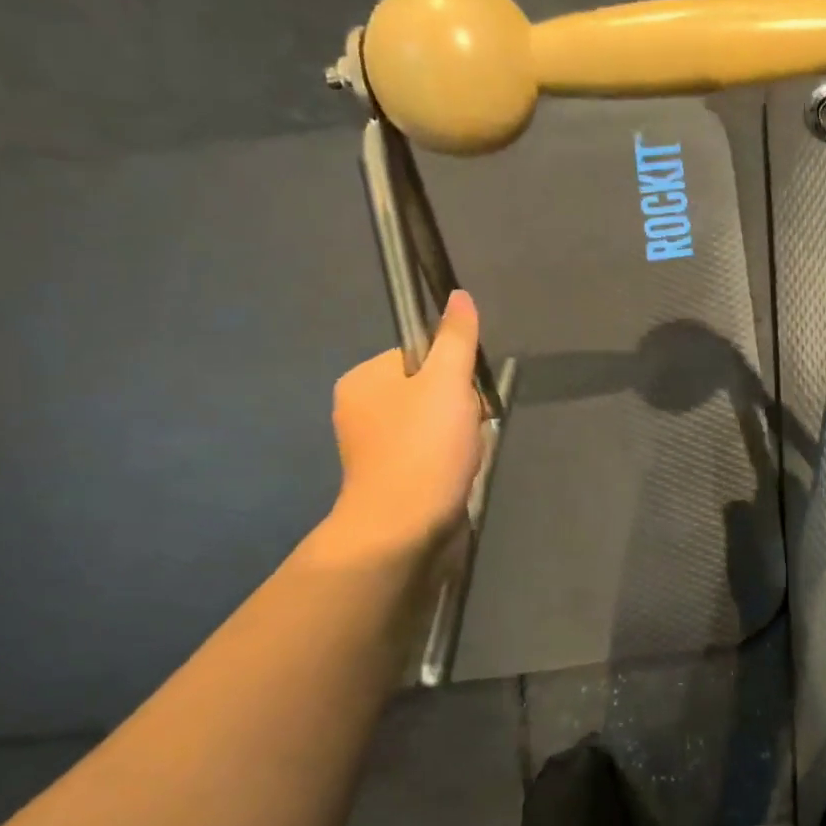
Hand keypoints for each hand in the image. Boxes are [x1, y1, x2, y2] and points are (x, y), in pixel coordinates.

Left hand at [318, 291, 483, 566]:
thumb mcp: (447, 383)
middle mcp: (360, 408)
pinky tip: (456, 474)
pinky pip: (429, 452)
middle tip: (465, 431)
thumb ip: (456, 339)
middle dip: (458, 409)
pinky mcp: (388, 477)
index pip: (421, 356)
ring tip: (463, 456)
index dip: (452, 373)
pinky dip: (448, 460)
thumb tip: (459, 296)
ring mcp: (372, 447)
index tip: (462, 398)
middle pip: (430, 390)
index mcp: (363, 379)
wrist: (403, 530)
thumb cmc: (424, 449)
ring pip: (434, 423)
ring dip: (458, 436)